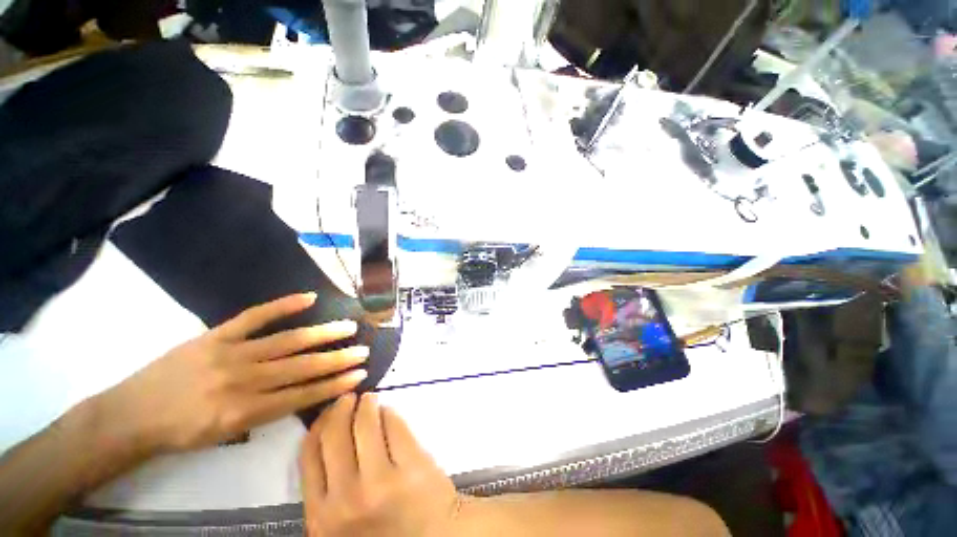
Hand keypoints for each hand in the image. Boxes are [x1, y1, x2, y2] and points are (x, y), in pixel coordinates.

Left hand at [93, 293, 368, 453]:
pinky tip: (309, 298)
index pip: (302, 395)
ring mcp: (229, 353)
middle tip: (363, 350)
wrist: (131, 415)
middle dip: (337, 359)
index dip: (333, 385)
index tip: (359, 376)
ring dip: (322, 334)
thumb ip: (265, 412)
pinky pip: (254, 316)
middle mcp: (242, 381)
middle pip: (300, 367)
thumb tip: (302, 392)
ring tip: (349, 327)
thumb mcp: (224, 435)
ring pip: (286, 342)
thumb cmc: (180, 432)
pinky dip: (283, 306)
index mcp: (243, 412)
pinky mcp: (216, 334)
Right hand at [300, 393, 463, 536]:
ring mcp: (382, 481)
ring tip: (369, 400)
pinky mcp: (412, 464)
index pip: (311, 454)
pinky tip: (388, 411)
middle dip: (340, 409)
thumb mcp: (341, 523)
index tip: (328, 412)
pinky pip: (394, 424)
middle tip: (349, 399)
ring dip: (366, 405)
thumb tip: (328, 434)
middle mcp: (347, 499)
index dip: (319, 425)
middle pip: (335, 434)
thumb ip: (330, 489)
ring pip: (365, 424)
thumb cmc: (384, 530)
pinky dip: (389, 412)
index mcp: (322, 517)